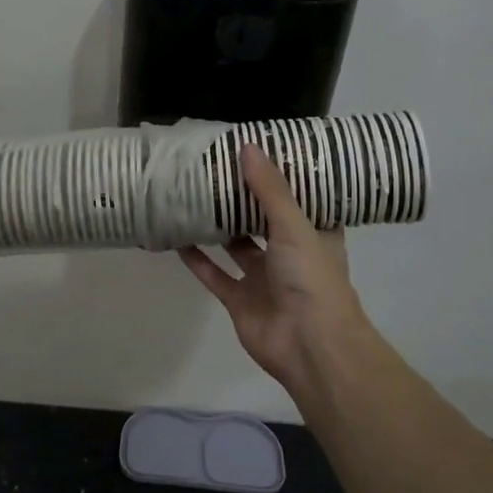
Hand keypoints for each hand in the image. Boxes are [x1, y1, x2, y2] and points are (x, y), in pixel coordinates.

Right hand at [179, 143, 370, 395]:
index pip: (300, 200)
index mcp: (314, 235)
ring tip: (195, 196)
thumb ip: (269, 190)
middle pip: (263, 221)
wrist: (309, 345)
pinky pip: (215, 274)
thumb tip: (247, 147)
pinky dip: (197, 259)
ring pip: (237, 247)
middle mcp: (290, 254)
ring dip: (219, 227)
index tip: (260, 152)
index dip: (282, 179)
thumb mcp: (294, 226)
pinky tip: (178, 236)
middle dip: (243, 200)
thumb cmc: (312, 279)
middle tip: (217, 168)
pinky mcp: (239, 300)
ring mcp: (263, 279)